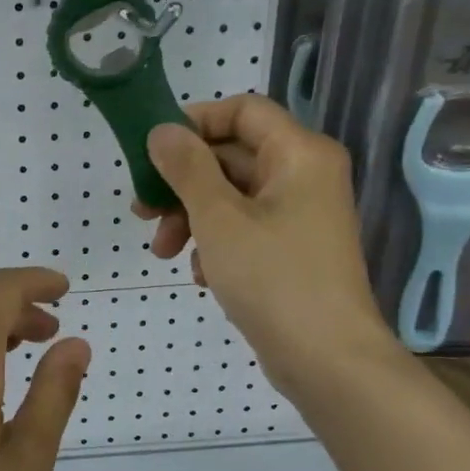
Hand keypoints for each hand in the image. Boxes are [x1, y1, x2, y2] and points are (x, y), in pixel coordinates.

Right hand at [136, 95, 398, 391]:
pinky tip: (201, 274)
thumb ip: (187, 167)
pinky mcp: (291, 248)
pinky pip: (243, 227)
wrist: (327, 360)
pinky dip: (215, 242)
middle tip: (142, 211)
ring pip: (230, 195)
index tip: (151, 152)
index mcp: (299, 154)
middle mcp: (304, 175)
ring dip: (190, 217)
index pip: (241, 110)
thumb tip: (163, 130)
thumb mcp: (218, 217)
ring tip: (164, 252)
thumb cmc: (273, 278)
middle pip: (230, 156)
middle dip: (181, 183)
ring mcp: (299, 214)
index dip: (193, 123)